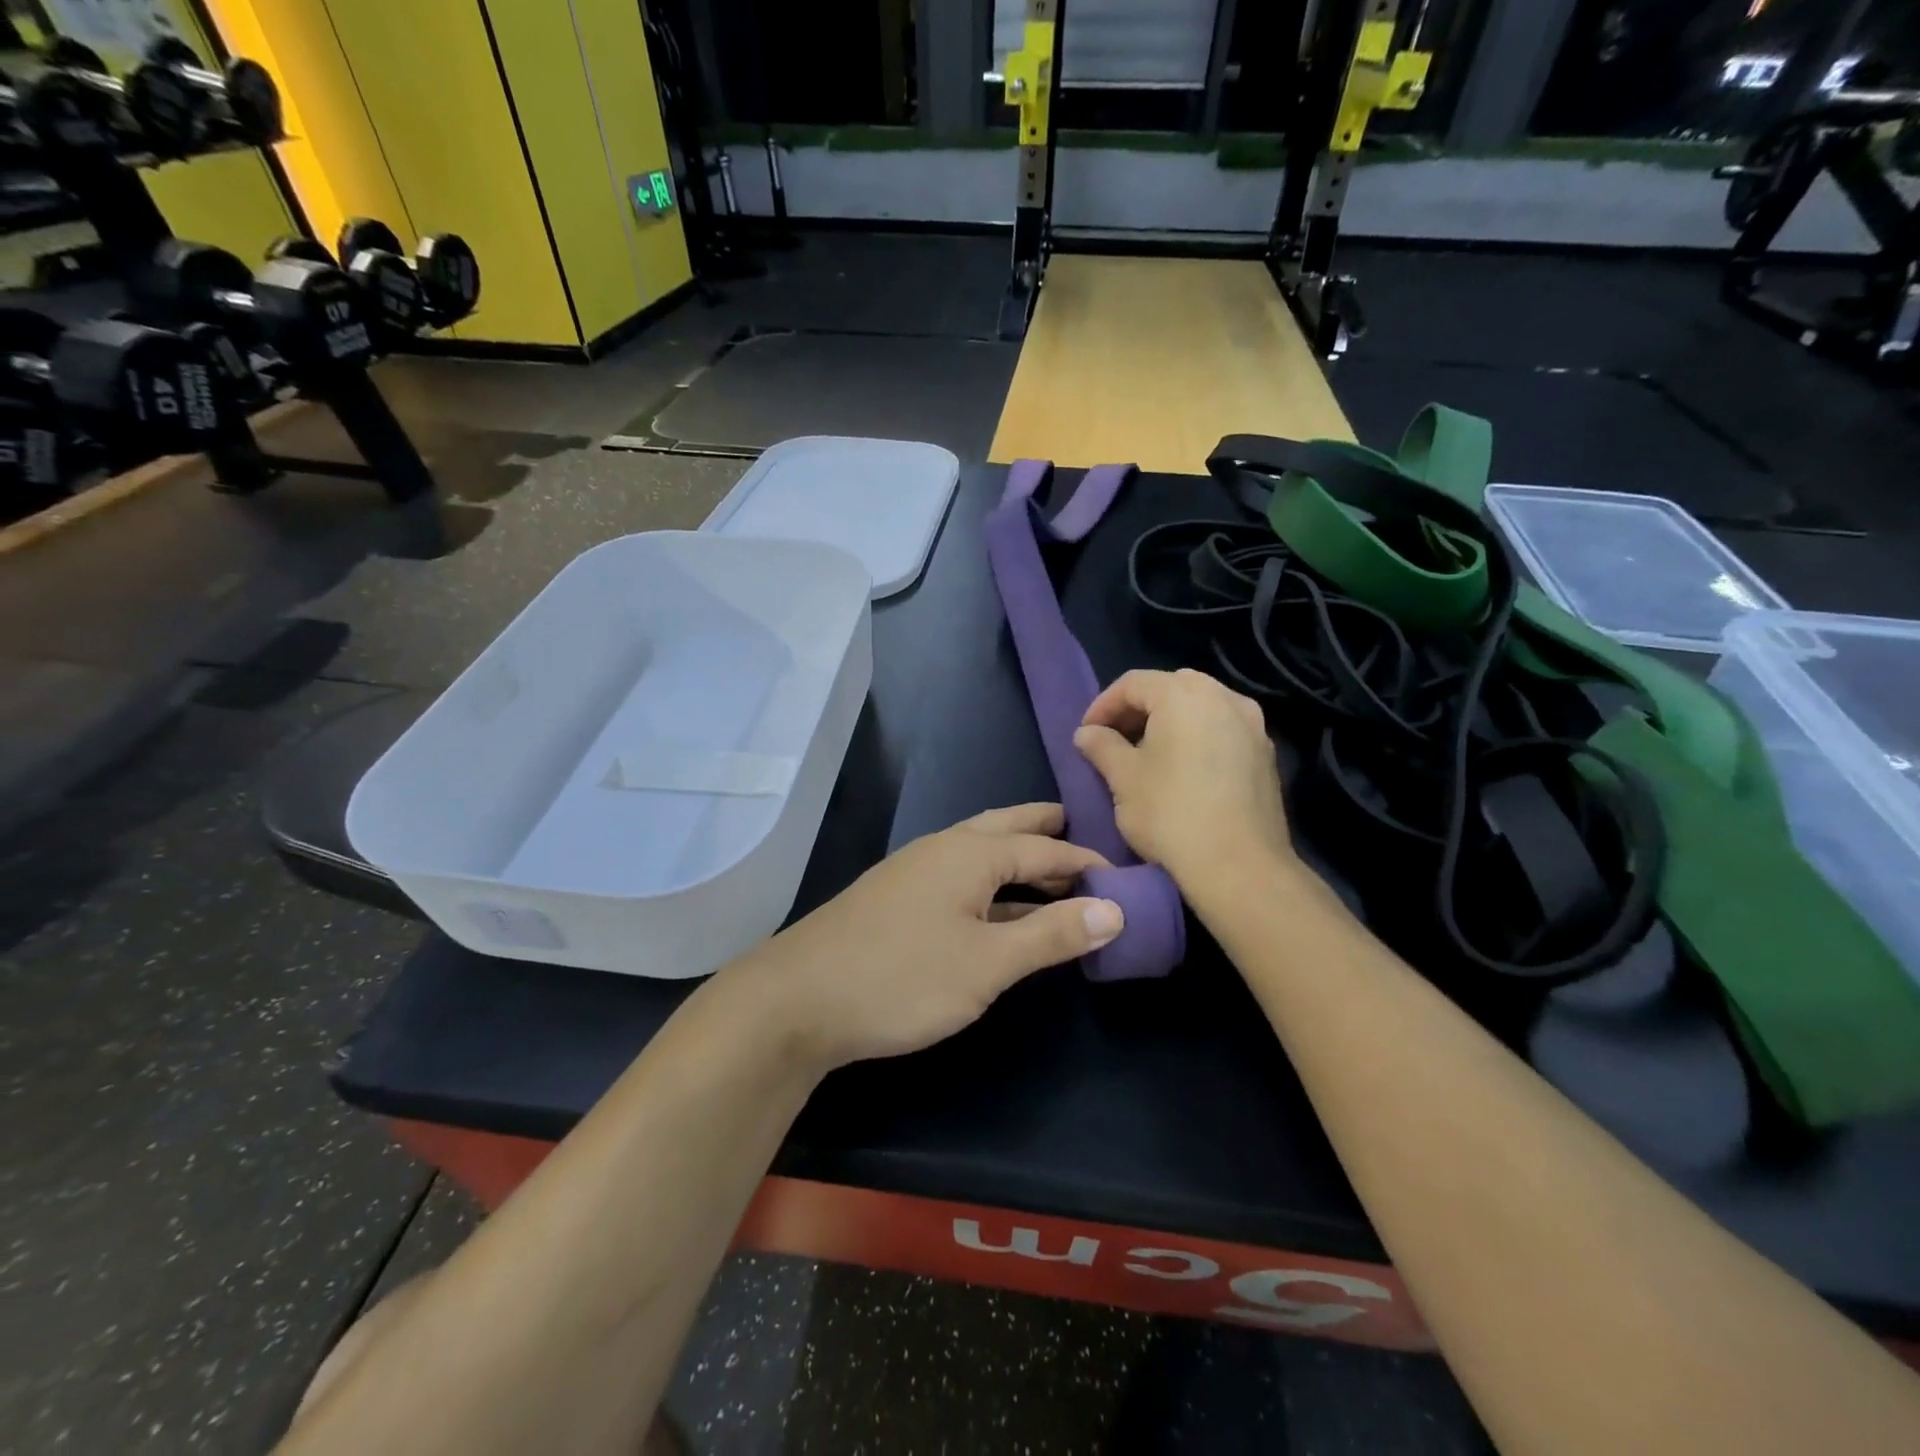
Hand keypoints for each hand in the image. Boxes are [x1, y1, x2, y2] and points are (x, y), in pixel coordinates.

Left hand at [726, 804, 1123, 1071]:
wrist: (798, 998)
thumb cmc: (902, 977)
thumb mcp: (988, 963)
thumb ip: (1051, 935)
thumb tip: (1115, 908)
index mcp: (971, 853)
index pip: (1046, 850)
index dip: (1086, 864)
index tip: (1122, 877)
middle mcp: (943, 848)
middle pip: (1006, 828)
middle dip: (1044, 831)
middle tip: (1080, 834)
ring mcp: (913, 871)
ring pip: (978, 851)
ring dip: (1016, 857)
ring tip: (1047, 871)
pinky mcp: (894, 897)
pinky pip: (958, 876)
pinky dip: (989, 883)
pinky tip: (993, 908)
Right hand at [1074, 668, 1293, 890]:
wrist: (1238, 865)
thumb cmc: (1170, 814)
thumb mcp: (1123, 779)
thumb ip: (1102, 747)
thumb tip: (1086, 733)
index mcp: (1184, 695)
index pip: (1133, 683)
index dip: (1103, 705)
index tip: (1086, 733)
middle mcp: (1224, 697)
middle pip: (1171, 687)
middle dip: (1138, 708)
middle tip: (1115, 738)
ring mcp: (1252, 724)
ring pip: (1201, 706)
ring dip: (1170, 720)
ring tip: (1148, 752)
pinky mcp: (1266, 753)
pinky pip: (1223, 729)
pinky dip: (1198, 736)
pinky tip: (1184, 767)